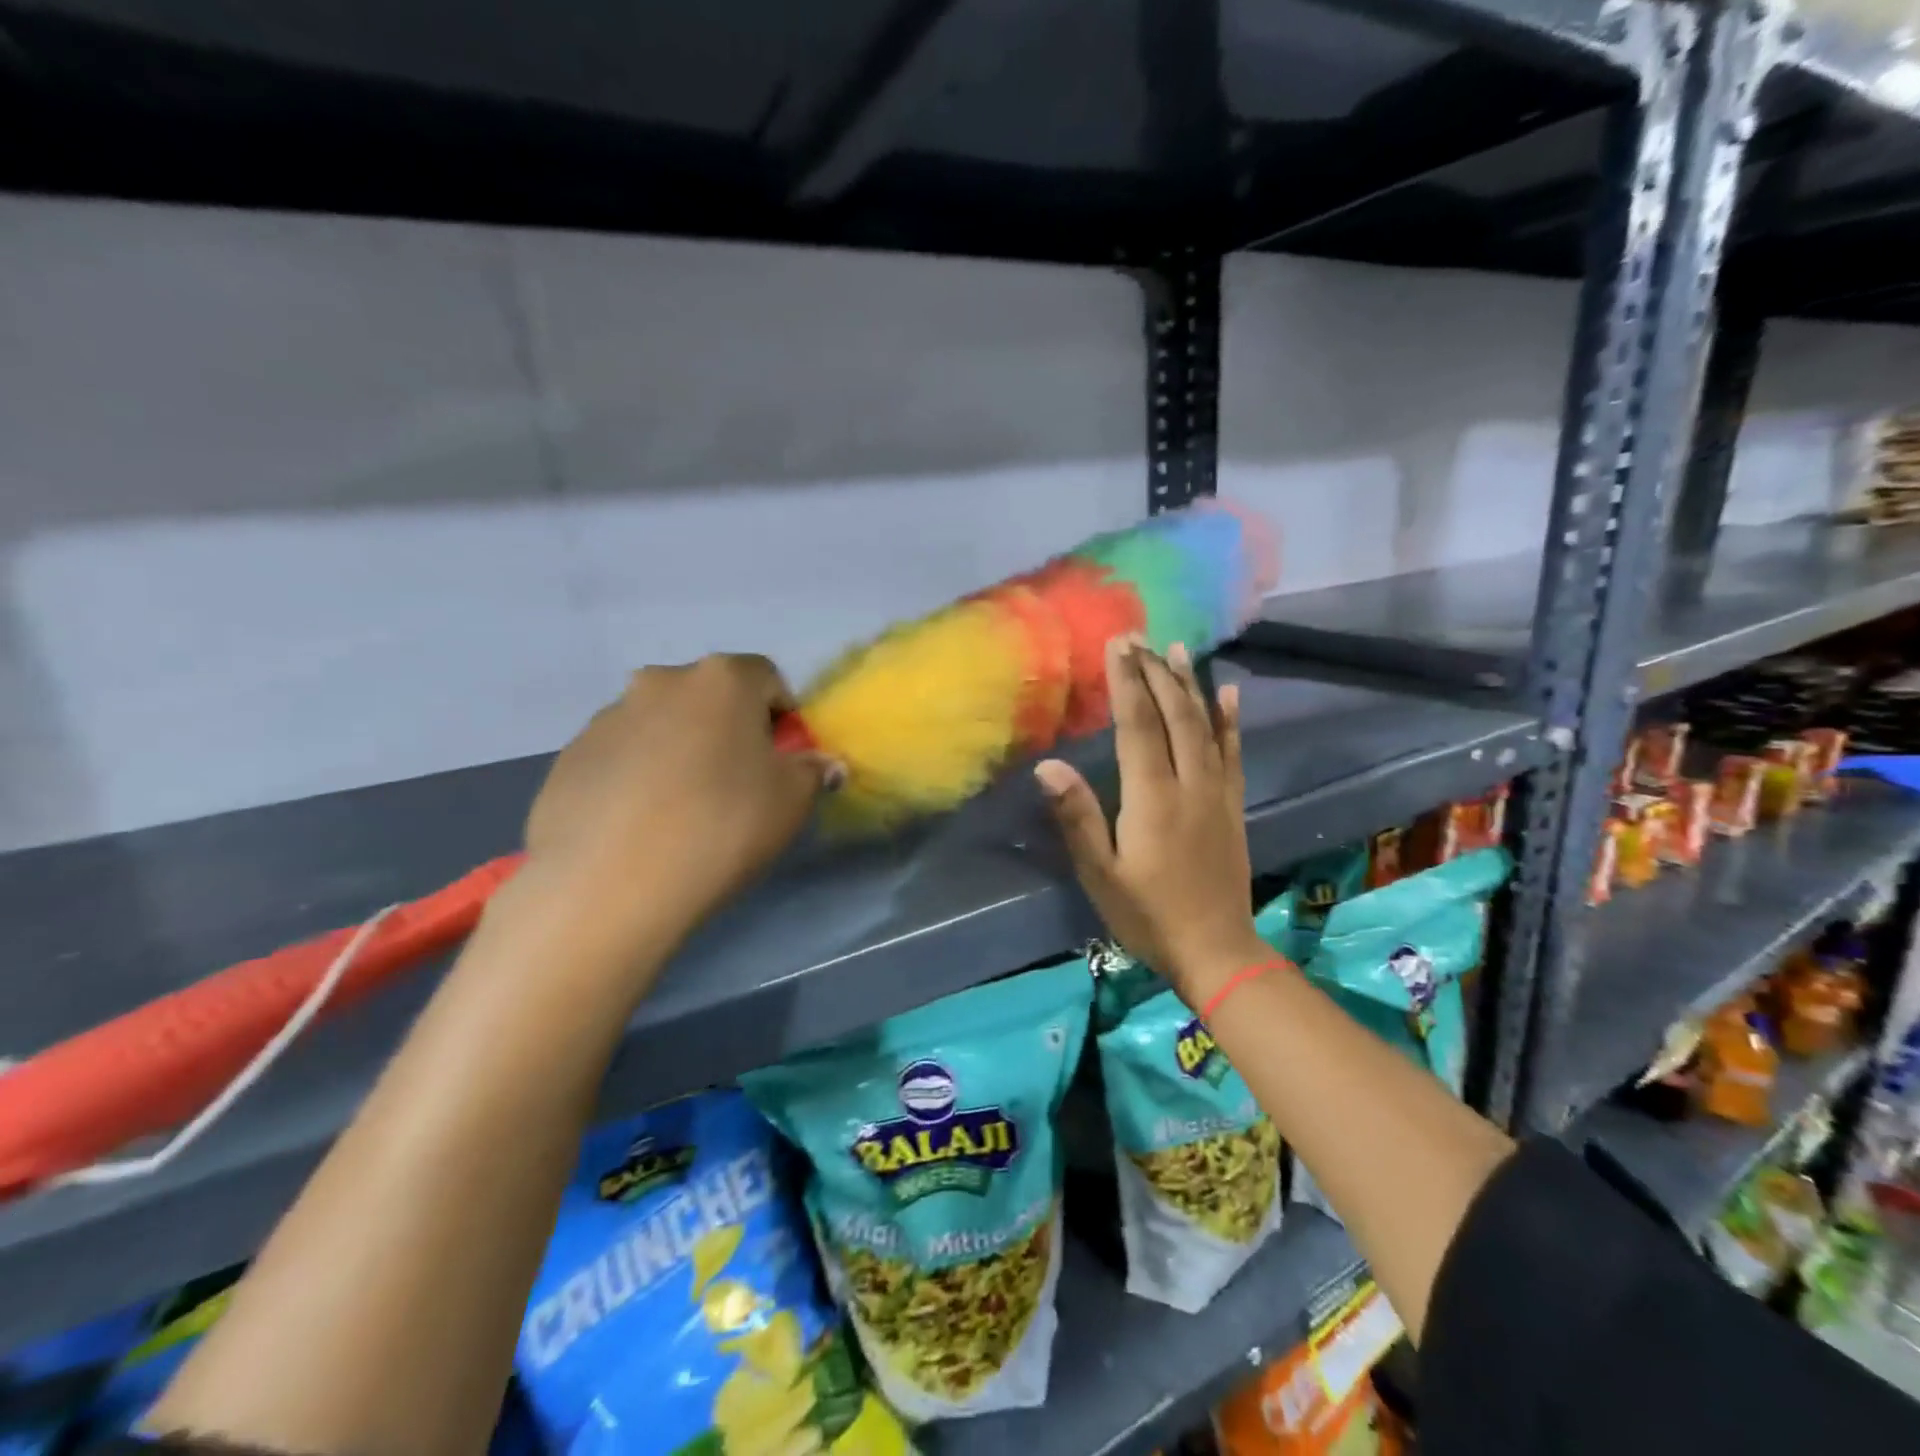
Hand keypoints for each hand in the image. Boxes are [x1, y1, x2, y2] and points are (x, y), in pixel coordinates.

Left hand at [522, 654, 828, 949]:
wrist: (610, 883)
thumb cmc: (722, 826)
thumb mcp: (792, 801)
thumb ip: (813, 771)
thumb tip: (823, 764)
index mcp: (722, 679)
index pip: (767, 678)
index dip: (782, 717)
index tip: (781, 761)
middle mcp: (661, 681)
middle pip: (710, 697)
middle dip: (728, 730)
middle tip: (735, 784)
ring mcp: (608, 717)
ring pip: (662, 725)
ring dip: (680, 750)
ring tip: (682, 810)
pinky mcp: (570, 756)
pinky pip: (622, 756)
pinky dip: (638, 776)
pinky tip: (641, 825)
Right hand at [1036, 637, 1268, 1004]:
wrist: (1216, 951)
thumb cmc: (1147, 915)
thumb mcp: (1101, 874)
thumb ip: (1078, 817)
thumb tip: (1049, 765)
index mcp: (1152, 797)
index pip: (1138, 726)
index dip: (1127, 683)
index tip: (1117, 645)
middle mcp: (1189, 784)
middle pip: (1175, 716)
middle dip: (1154, 673)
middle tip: (1138, 638)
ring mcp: (1217, 793)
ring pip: (1205, 726)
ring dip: (1190, 685)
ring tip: (1177, 649)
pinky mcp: (1233, 806)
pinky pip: (1233, 752)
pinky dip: (1230, 720)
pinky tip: (1228, 695)